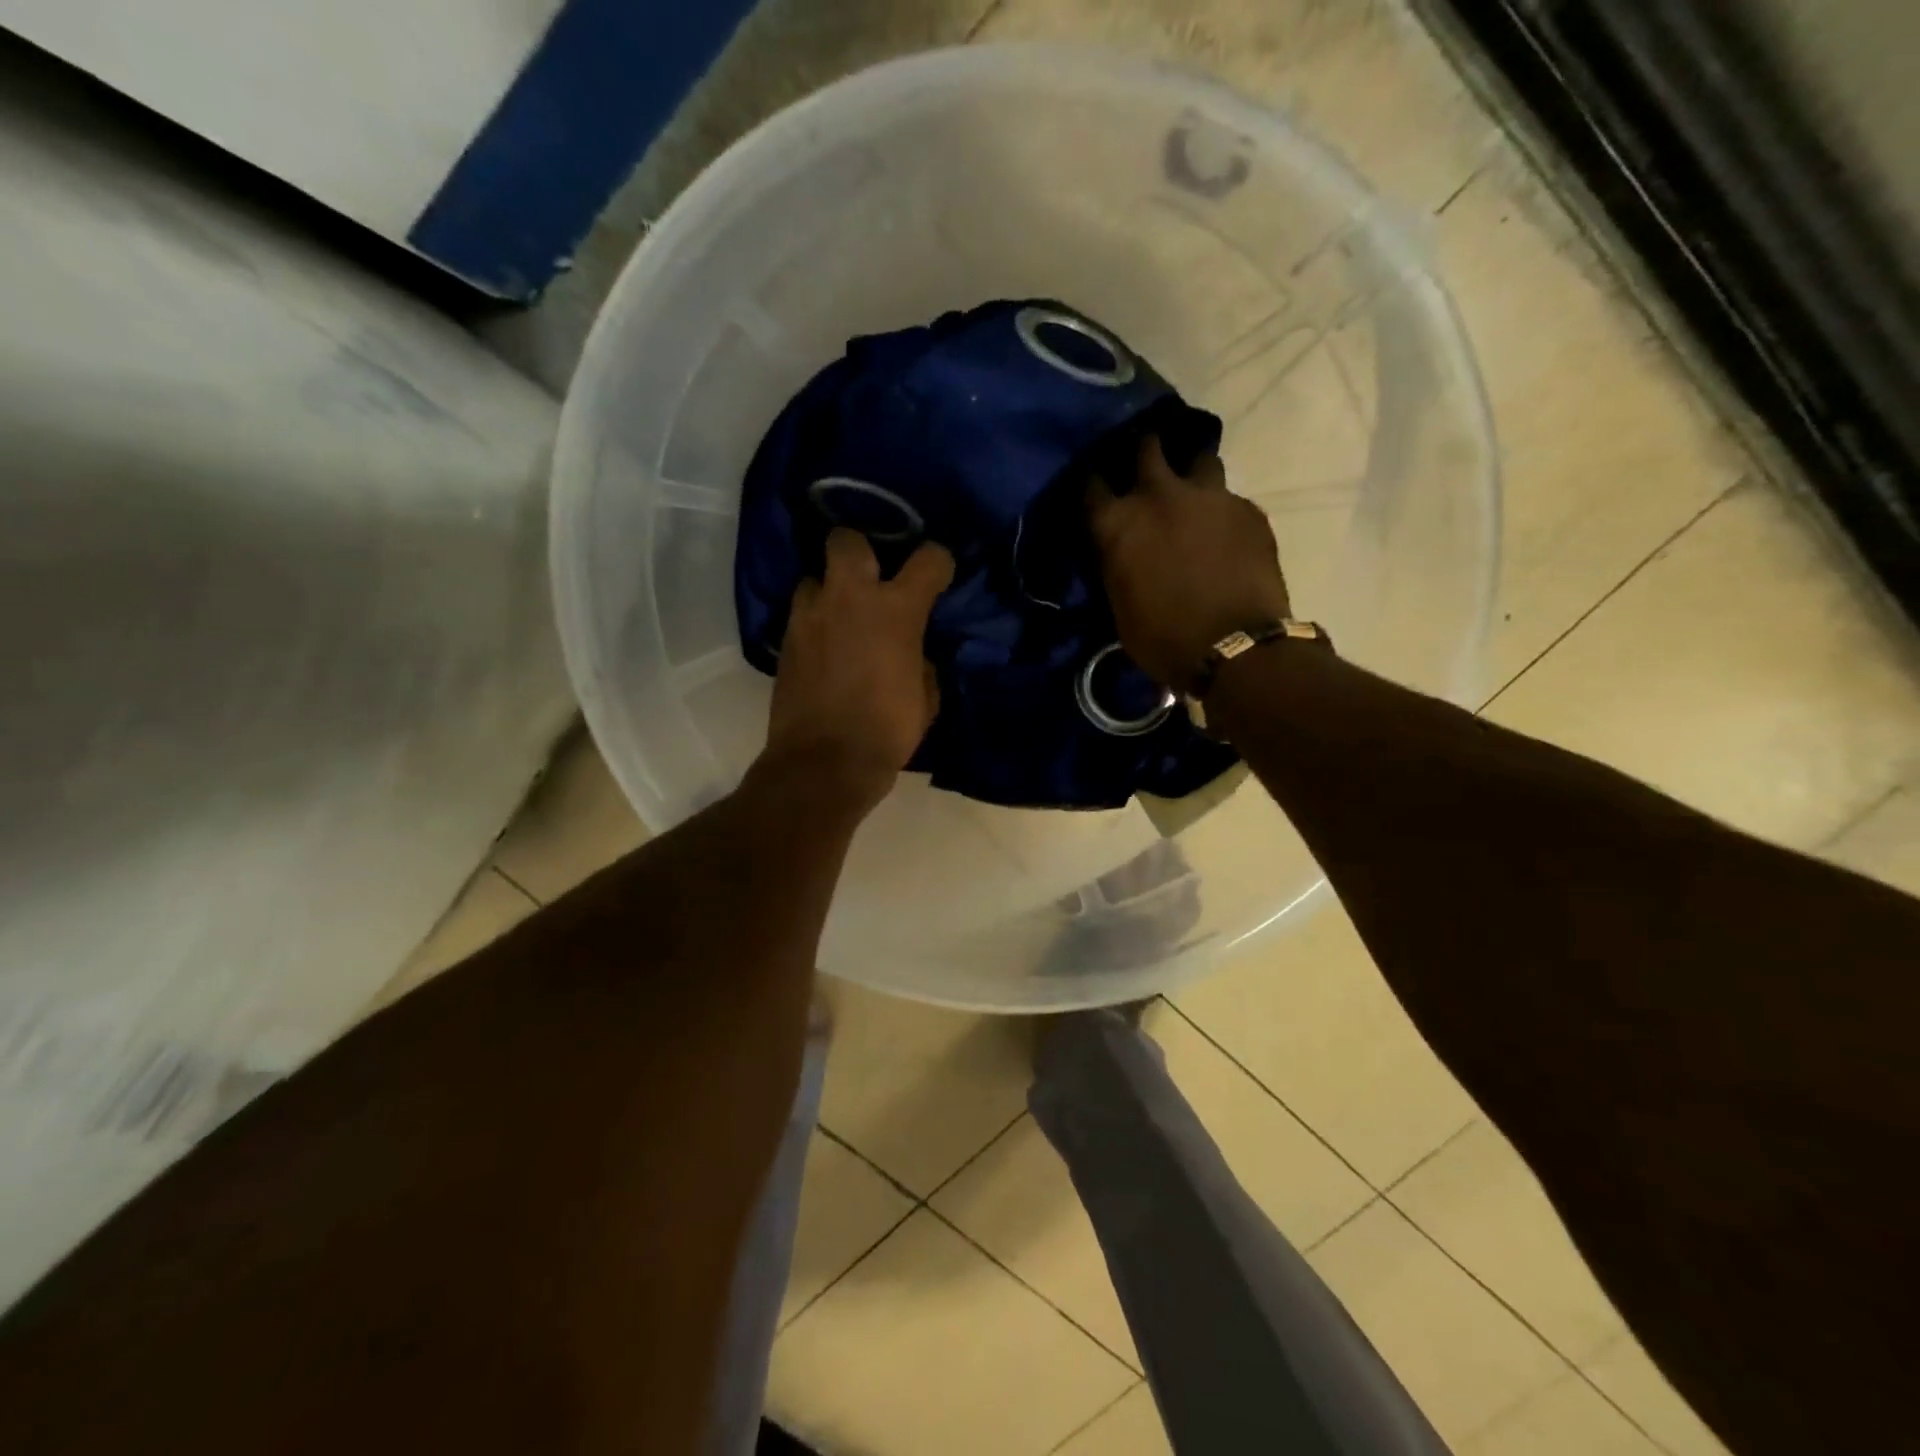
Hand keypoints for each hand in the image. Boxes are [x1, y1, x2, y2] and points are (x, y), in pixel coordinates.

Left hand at [764, 529, 954, 812]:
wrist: (825, 763)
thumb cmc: (887, 731)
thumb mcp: (926, 698)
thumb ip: (922, 663)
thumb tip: (913, 655)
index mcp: (896, 610)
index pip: (928, 559)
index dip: (938, 563)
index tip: (938, 576)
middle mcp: (850, 598)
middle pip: (847, 540)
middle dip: (860, 550)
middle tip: (870, 578)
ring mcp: (810, 616)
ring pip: (814, 576)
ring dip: (829, 590)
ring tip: (840, 615)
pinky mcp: (785, 640)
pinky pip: (801, 614)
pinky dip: (814, 622)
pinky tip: (824, 646)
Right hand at [1087, 436, 1291, 693]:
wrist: (1233, 648)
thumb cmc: (1162, 638)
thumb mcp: (1119, 605)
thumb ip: (1116, 564)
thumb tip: (1119, 552)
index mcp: (1118, 523)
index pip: (1090, 483)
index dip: (1091, 483)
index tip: (1094, 487)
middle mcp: (1159, 495)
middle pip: (1147, 447)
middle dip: (1143, 451)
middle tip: (1145, 463)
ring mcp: (1208, 496)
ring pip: (1198, 459)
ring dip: (1190, 471)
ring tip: (1191, 489)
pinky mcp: (1247, 509)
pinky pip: (1229, 496)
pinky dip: (1220, 508)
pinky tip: (1223, 529)